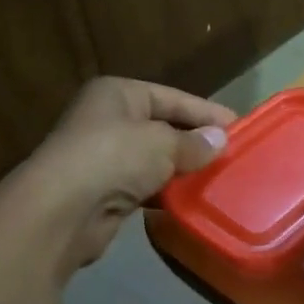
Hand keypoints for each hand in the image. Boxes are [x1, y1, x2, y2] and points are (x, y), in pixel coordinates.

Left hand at [21, 77, 233, 273]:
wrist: (62, 210)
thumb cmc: (113, 158)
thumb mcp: (162, 143)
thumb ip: (194, 142)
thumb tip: (221, 140)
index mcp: (119, 94)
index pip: (172, 97)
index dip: (206, 112)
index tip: (240, 128)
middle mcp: (108, 120)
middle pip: (163, 127)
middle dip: (196, 142)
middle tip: (233, 156)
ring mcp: (104, 156)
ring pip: (154, 159)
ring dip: (182, 170)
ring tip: (218, 179)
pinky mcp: (105, 191)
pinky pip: (145, 186)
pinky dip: (166, 192)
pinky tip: (190, 200)